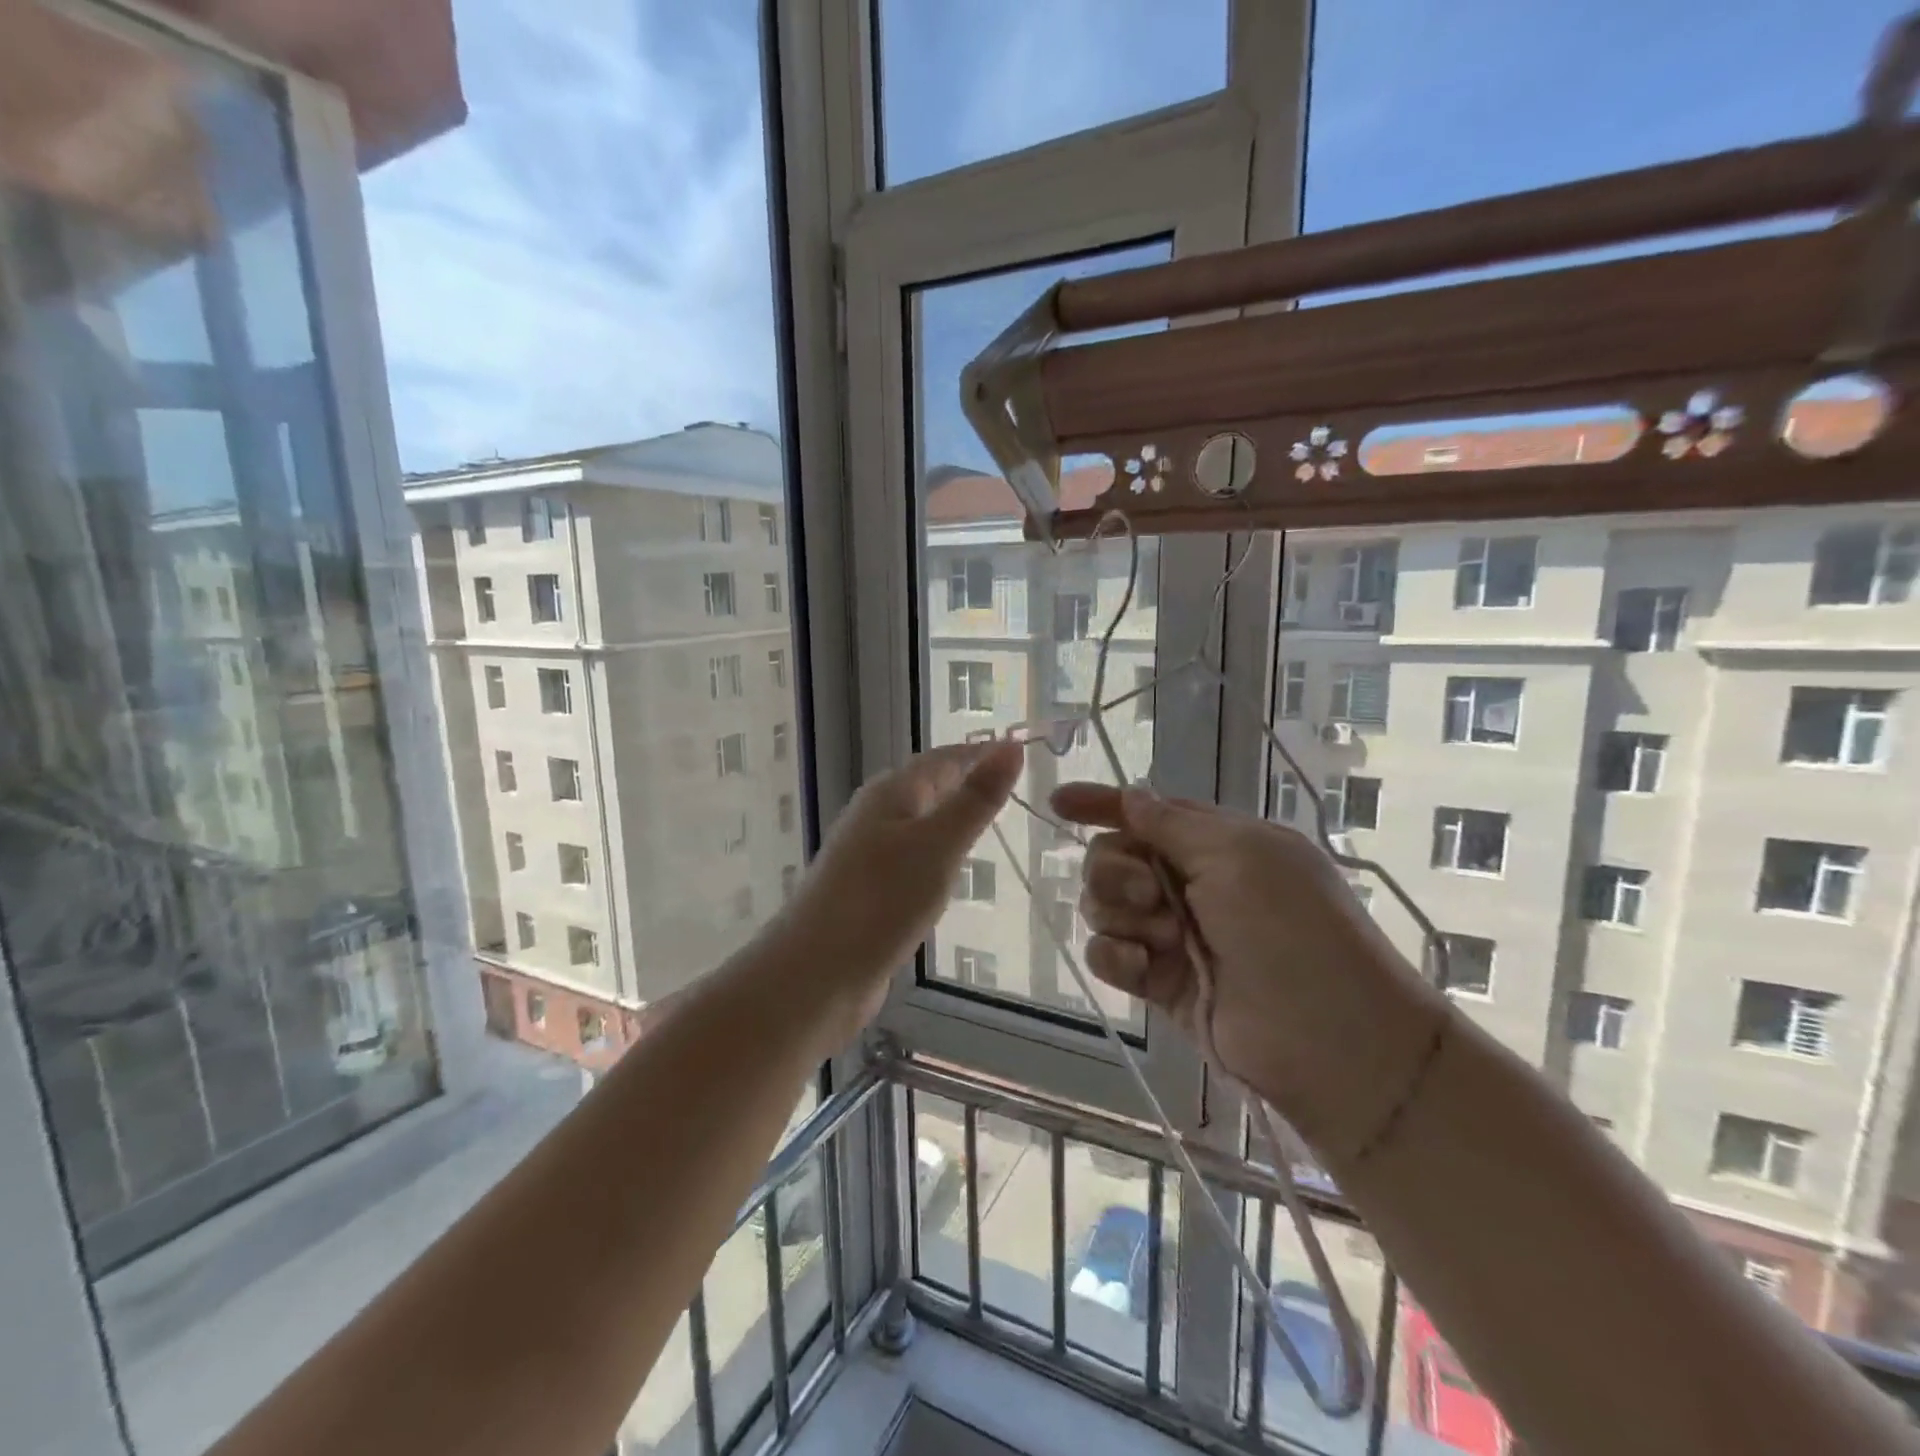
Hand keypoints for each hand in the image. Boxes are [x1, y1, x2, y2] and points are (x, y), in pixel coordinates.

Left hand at [777, 742, 1022, 1046]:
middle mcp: (876, 815)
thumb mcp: (939, 845)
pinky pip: (911, 857)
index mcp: (891, 793)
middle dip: (967, 781)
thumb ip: (976, 799)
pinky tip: (950, 870)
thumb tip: (1011, 746)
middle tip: (1015, 785)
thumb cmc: (881, 901)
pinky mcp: (868, 890)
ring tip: (991, 821)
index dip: (982, 753)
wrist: (816, 974)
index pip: (945, 758)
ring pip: (919, 823)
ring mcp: (868, 854)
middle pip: (929, 786)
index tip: (1022, 752)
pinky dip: (937, 853)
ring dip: (952, 817)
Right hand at [1050, 783, 1447, 1162]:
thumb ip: (1172, 824)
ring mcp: (1172, 933)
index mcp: (1216, 842)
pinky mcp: (1158, 981)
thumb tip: (1130, 795)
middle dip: (1115, 870)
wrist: (1331, 1043)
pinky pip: (1108, 953)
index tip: (1058, 802)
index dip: (1101, 803)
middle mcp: (1190, 882)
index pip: (1147, 812)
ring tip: (1161, 938)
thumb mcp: (1239, 856)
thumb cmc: (1292, 930)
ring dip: (1120, 914)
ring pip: (1103, 905)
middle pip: (1112, 857)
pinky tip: (1140, 968)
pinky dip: (1114, 955)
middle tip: (1149, 894)